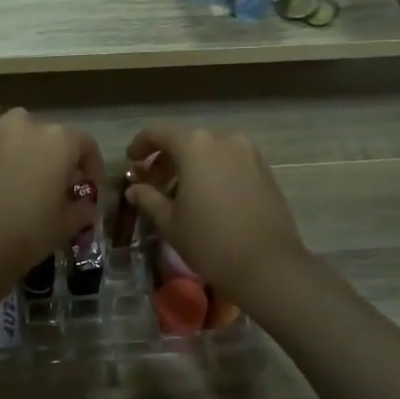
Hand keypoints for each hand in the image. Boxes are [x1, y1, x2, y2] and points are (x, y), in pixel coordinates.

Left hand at [0, 102, 104, 290]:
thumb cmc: (25, 237)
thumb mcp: (65, 227)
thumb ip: (83, 209)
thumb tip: (88, 204)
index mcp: (61, 143)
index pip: (85, 145)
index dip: (91, 166)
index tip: (89, 186)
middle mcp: (29, 125)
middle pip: (51, 134)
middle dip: (57, 156)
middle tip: (53, 183)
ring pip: (18, 122)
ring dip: (25, 138)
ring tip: (22, 164)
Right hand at [123, 123, 306, 302]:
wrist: (268, 265)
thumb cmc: (210, 241)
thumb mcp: (170, 222)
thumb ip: (148, 198)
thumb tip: (134, 189)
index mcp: (195, 146)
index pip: (159, 133)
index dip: (140, 145)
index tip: (131, 162)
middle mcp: (224, 140)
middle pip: (186, 142)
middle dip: (166, 160)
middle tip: (153, 186)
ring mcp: (249, 154)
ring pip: (210, 153)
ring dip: (191, 167)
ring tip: (180, 196)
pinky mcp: (266, 172)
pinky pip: (230, 163)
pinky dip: (213, 173)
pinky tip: (207, 200)